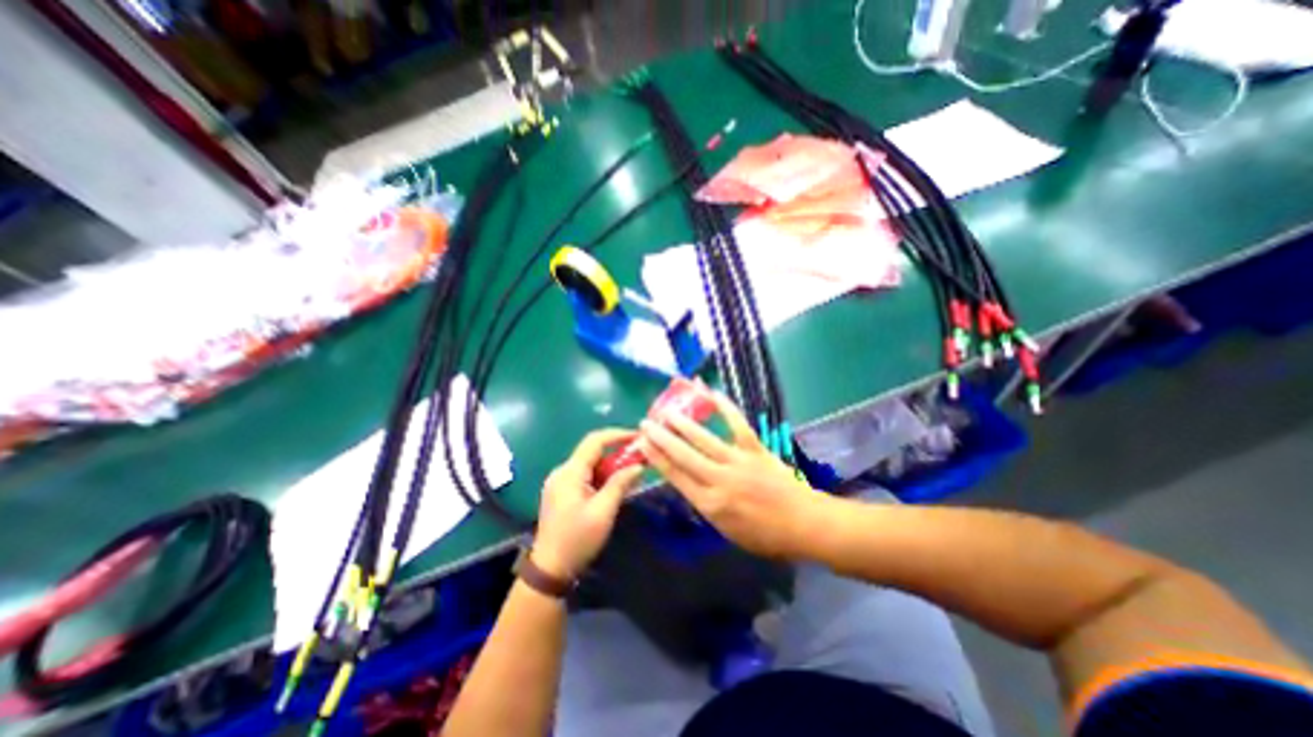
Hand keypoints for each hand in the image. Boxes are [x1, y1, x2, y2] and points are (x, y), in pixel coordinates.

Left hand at [526, 430, 641, 577]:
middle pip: (593, 452)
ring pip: (590, 464)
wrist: (550, 569)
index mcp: (570, 472)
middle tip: (639, 458)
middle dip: (617, 452)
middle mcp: (562, 471)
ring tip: (631, 474)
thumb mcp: (603, 512)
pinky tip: (614, 487)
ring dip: (610, 466)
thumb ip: (620, 484)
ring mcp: (560, 481)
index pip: (595, 441)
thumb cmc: (578, 539)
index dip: (617, 434)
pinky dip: (601, 476)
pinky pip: (585, 475)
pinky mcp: (561, 492)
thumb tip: (638, 465)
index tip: (638, 436)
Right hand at [636, 392, 817, 558]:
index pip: (675, 476)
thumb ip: (707, 505)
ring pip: (704, 439)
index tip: (643, 444)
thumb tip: (690, 483)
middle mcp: (719, 480)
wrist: (804, 524)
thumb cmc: (766, 536)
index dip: (657, 458)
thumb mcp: (728, 530)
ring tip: (667, 410)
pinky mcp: (756, 449)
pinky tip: (713, 395)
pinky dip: (726, 408)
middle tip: (646, 423)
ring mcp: (738, 461)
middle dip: (661, 438)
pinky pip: (738, 425)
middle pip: (683, 455)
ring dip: (683, 423)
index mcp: (710, 503)